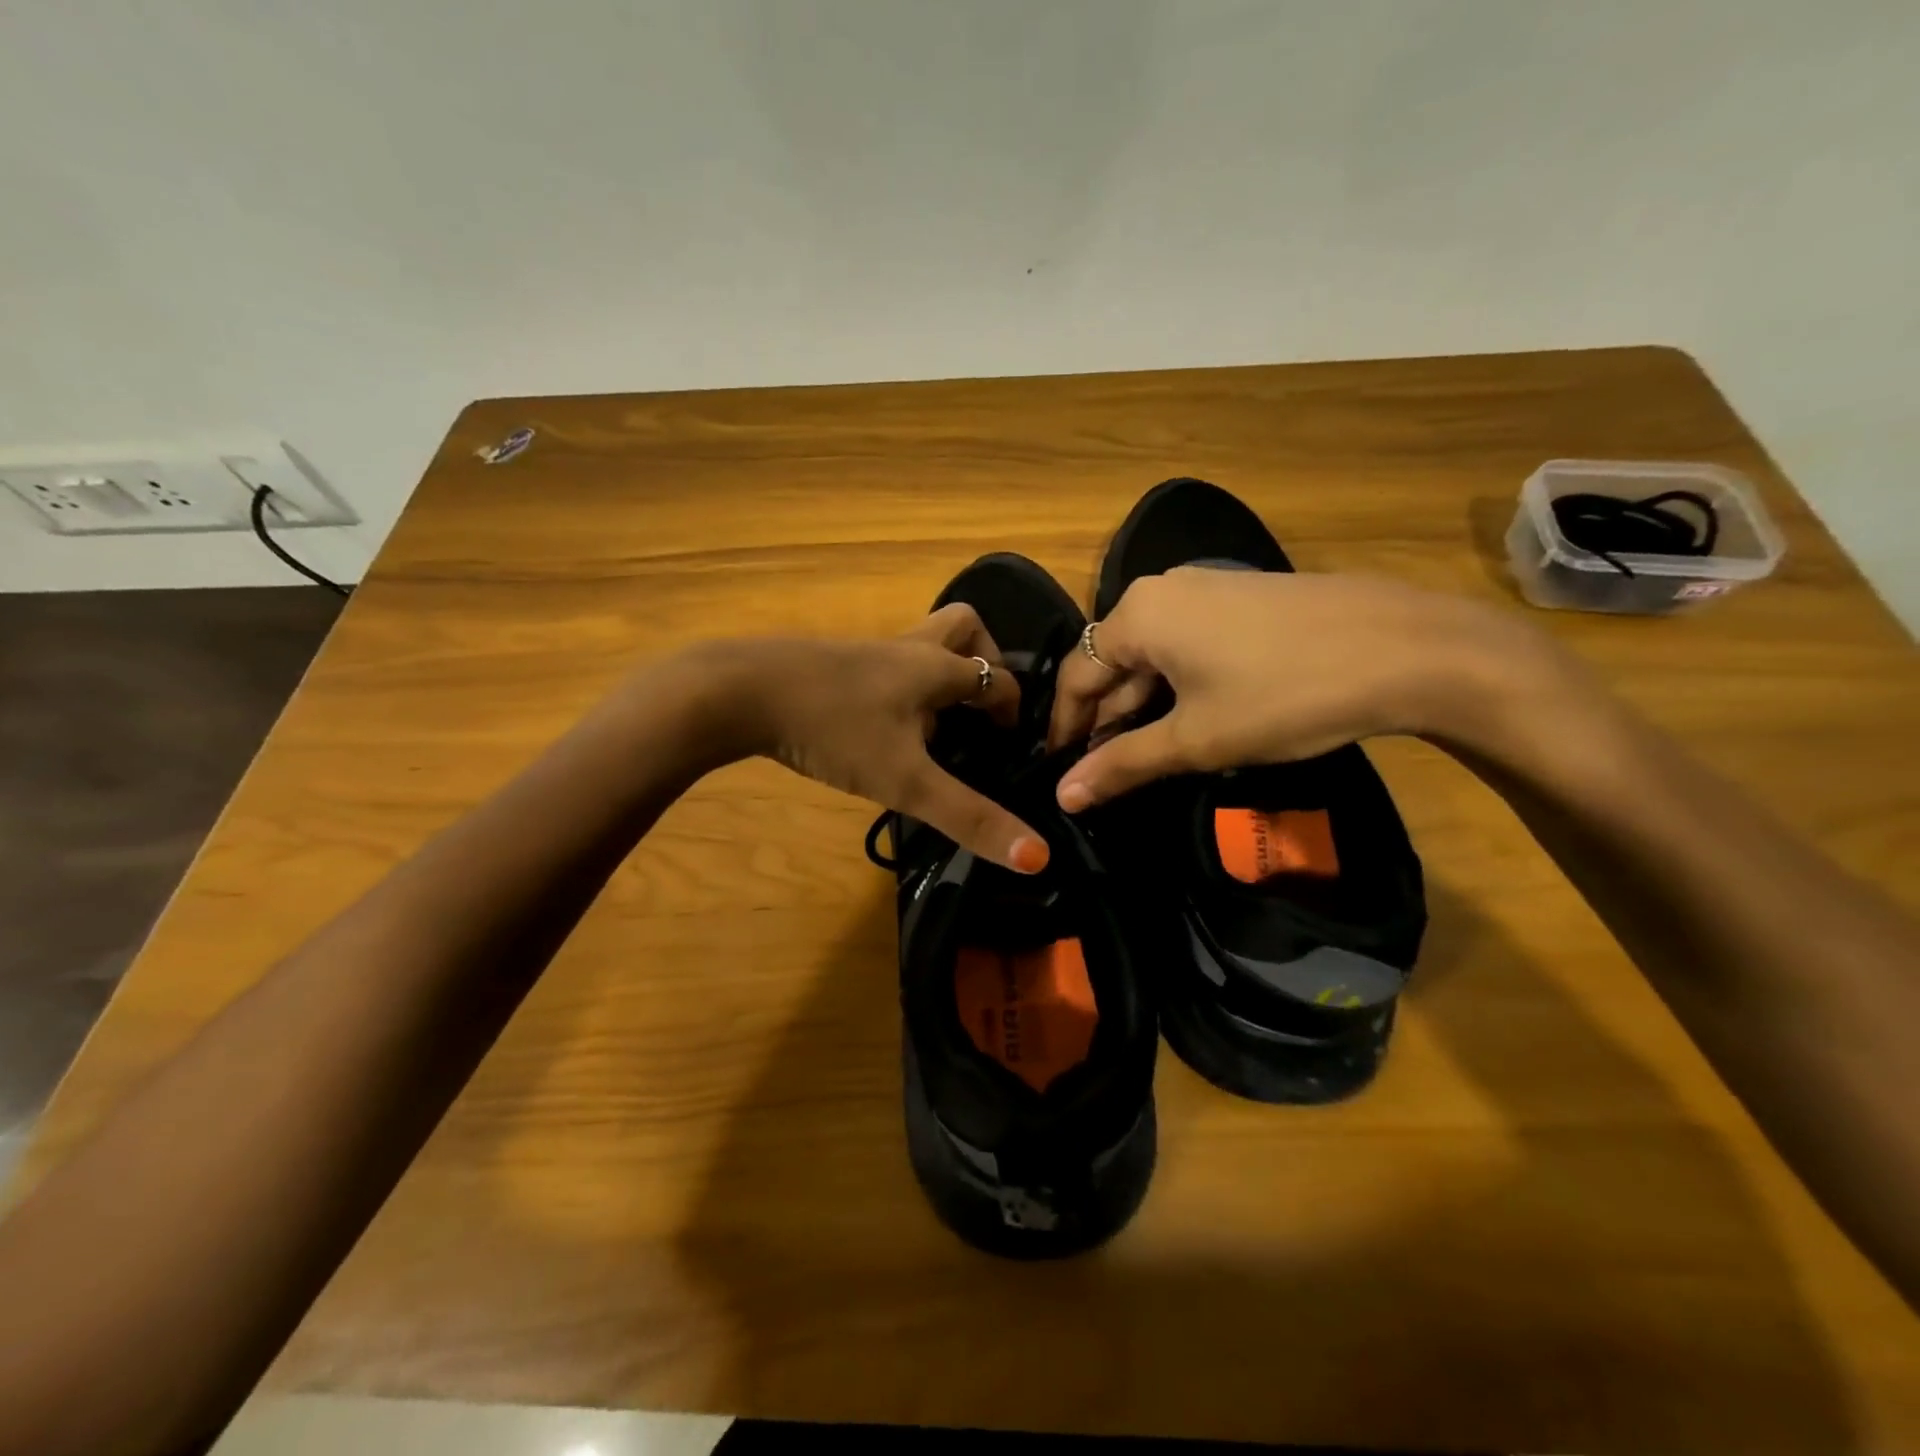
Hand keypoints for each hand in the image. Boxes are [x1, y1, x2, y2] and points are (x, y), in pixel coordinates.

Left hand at [698, 605, 1050, 873]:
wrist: (738, 691)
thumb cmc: (834, 728)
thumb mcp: (906, 781)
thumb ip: (969, 817)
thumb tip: (1039, 858)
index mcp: (935, 667)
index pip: (996, 677)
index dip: (1014, 709)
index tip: (1013, 745)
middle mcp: (906, 648)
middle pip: (962, 627)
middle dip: (984, 660)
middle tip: (982, 709)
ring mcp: (865, 652)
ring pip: (920, 645)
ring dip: (940, 674)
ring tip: (936, 725)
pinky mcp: (831, 663)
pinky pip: (885, 664)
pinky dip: (901, 687)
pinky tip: (883, 728)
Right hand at [1046, 568, 1575, 809]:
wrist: (1409, 650)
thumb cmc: (1284, 695)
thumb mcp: (1196, 738)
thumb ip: (1122, 764)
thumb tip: (1062, 796)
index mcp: (1138, 615)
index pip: (1077, 675)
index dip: (1064, 727)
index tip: (1060, 772)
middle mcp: (1162, 590)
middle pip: (1112, 661)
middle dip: (1104, 719)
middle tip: (1102, 774)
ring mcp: (1207, 589)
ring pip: (1152, 654)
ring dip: (1141, 706)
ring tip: (1142, 756)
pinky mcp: (1243, 599)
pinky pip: (1187, 645)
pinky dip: (1176, 685)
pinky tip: (1188, 719)